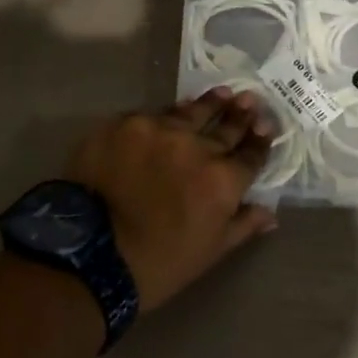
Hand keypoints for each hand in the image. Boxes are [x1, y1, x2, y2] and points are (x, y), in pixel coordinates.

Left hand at [66, 88, 279, 311]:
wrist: (87, 254)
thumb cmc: (157, 264)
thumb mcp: (209, 252)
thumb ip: (242, 225)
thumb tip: (270, 213)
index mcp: (222, 180)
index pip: (251, 154)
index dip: (261, 140)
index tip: (266, 127)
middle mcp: (196, 147)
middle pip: (225, 126)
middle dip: (240, 114)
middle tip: (250, 99)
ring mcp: (158, 130)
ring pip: (190, 112)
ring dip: (209, 104)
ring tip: (221, 93)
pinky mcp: (125, 124)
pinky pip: (151, 116)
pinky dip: (163, 118)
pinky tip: (169, 115)